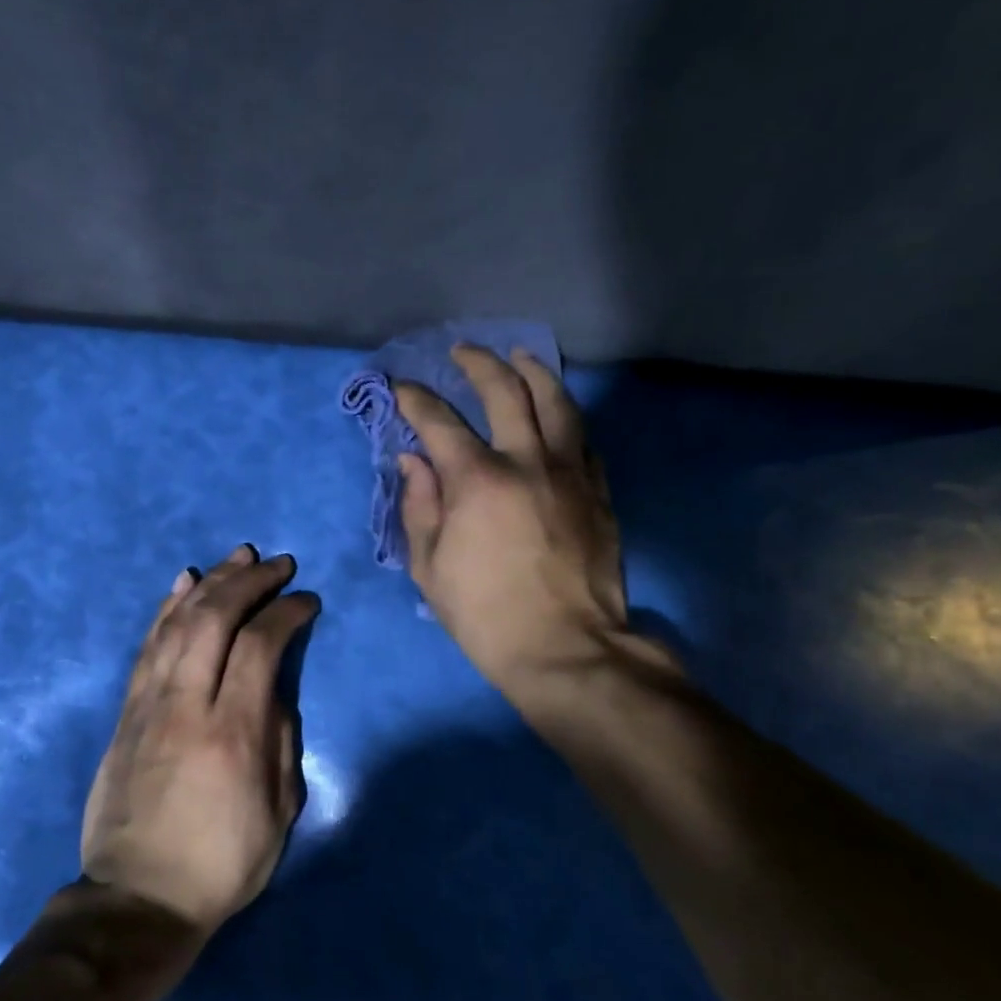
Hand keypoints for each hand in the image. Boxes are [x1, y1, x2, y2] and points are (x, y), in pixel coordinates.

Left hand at [81, 545, 318, 935]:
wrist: (139, 898)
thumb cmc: (222, 862)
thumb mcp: (279, 811)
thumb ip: (282, 739)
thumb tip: (275, 689)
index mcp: (233, 731)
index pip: (260, 645)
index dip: (287, 612)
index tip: (307, 601)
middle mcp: (188, 704)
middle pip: (215, 619)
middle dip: (249, 581)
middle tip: (278, 564)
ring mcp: (150, 704)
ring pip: (178, 623)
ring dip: (210, 582)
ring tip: (237, 557)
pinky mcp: (127, 712)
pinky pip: (147, 647)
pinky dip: (166, 609)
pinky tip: (183, 584)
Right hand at [393, 346, 670, 699]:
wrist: (565, 648)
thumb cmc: (484, 615)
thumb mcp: (429, 567)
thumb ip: (419, 506)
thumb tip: (414, 461)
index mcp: (478, 480)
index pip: (439, 422)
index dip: (415, 400)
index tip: (402, 388)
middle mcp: (528, 461)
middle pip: (506, 390)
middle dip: (479, 363)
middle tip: (463, 352)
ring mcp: (571, 473)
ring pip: (557, 402)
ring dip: (534, 371)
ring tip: (520, 356)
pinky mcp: (598, 492)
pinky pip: (584, 439)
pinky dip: (566, 418)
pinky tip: (558, 414)